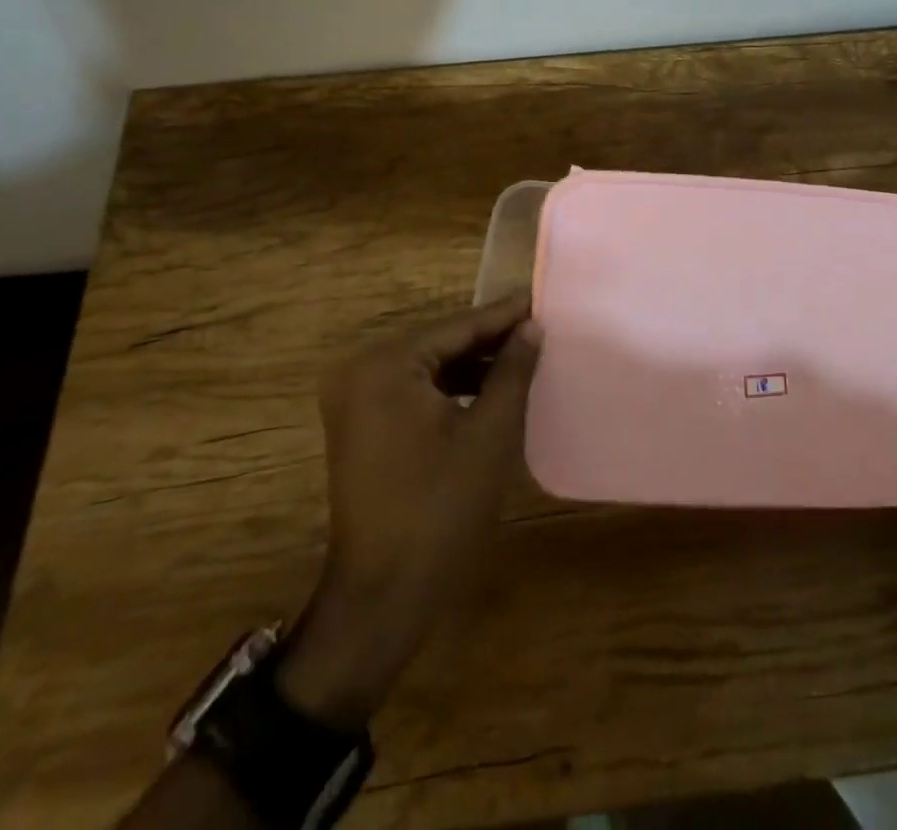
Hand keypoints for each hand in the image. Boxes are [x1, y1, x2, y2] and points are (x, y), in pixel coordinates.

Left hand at [276, 292, 540, 723]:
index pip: (457, 327)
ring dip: (473, 365)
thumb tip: (532, 327)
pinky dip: (451, 388)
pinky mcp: (360, 425)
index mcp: (385, 365)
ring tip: (523, 357)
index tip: (541, 300)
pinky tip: (489, 390)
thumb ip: (512, 371)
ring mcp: (355, 400)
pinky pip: (414, 390)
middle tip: (538, 328)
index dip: (504, 316)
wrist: (381, 595)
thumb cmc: (441, 508)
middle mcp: (360, 371)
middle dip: (489, 339)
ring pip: (428, 366)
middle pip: (440, 343)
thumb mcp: (489, 433)